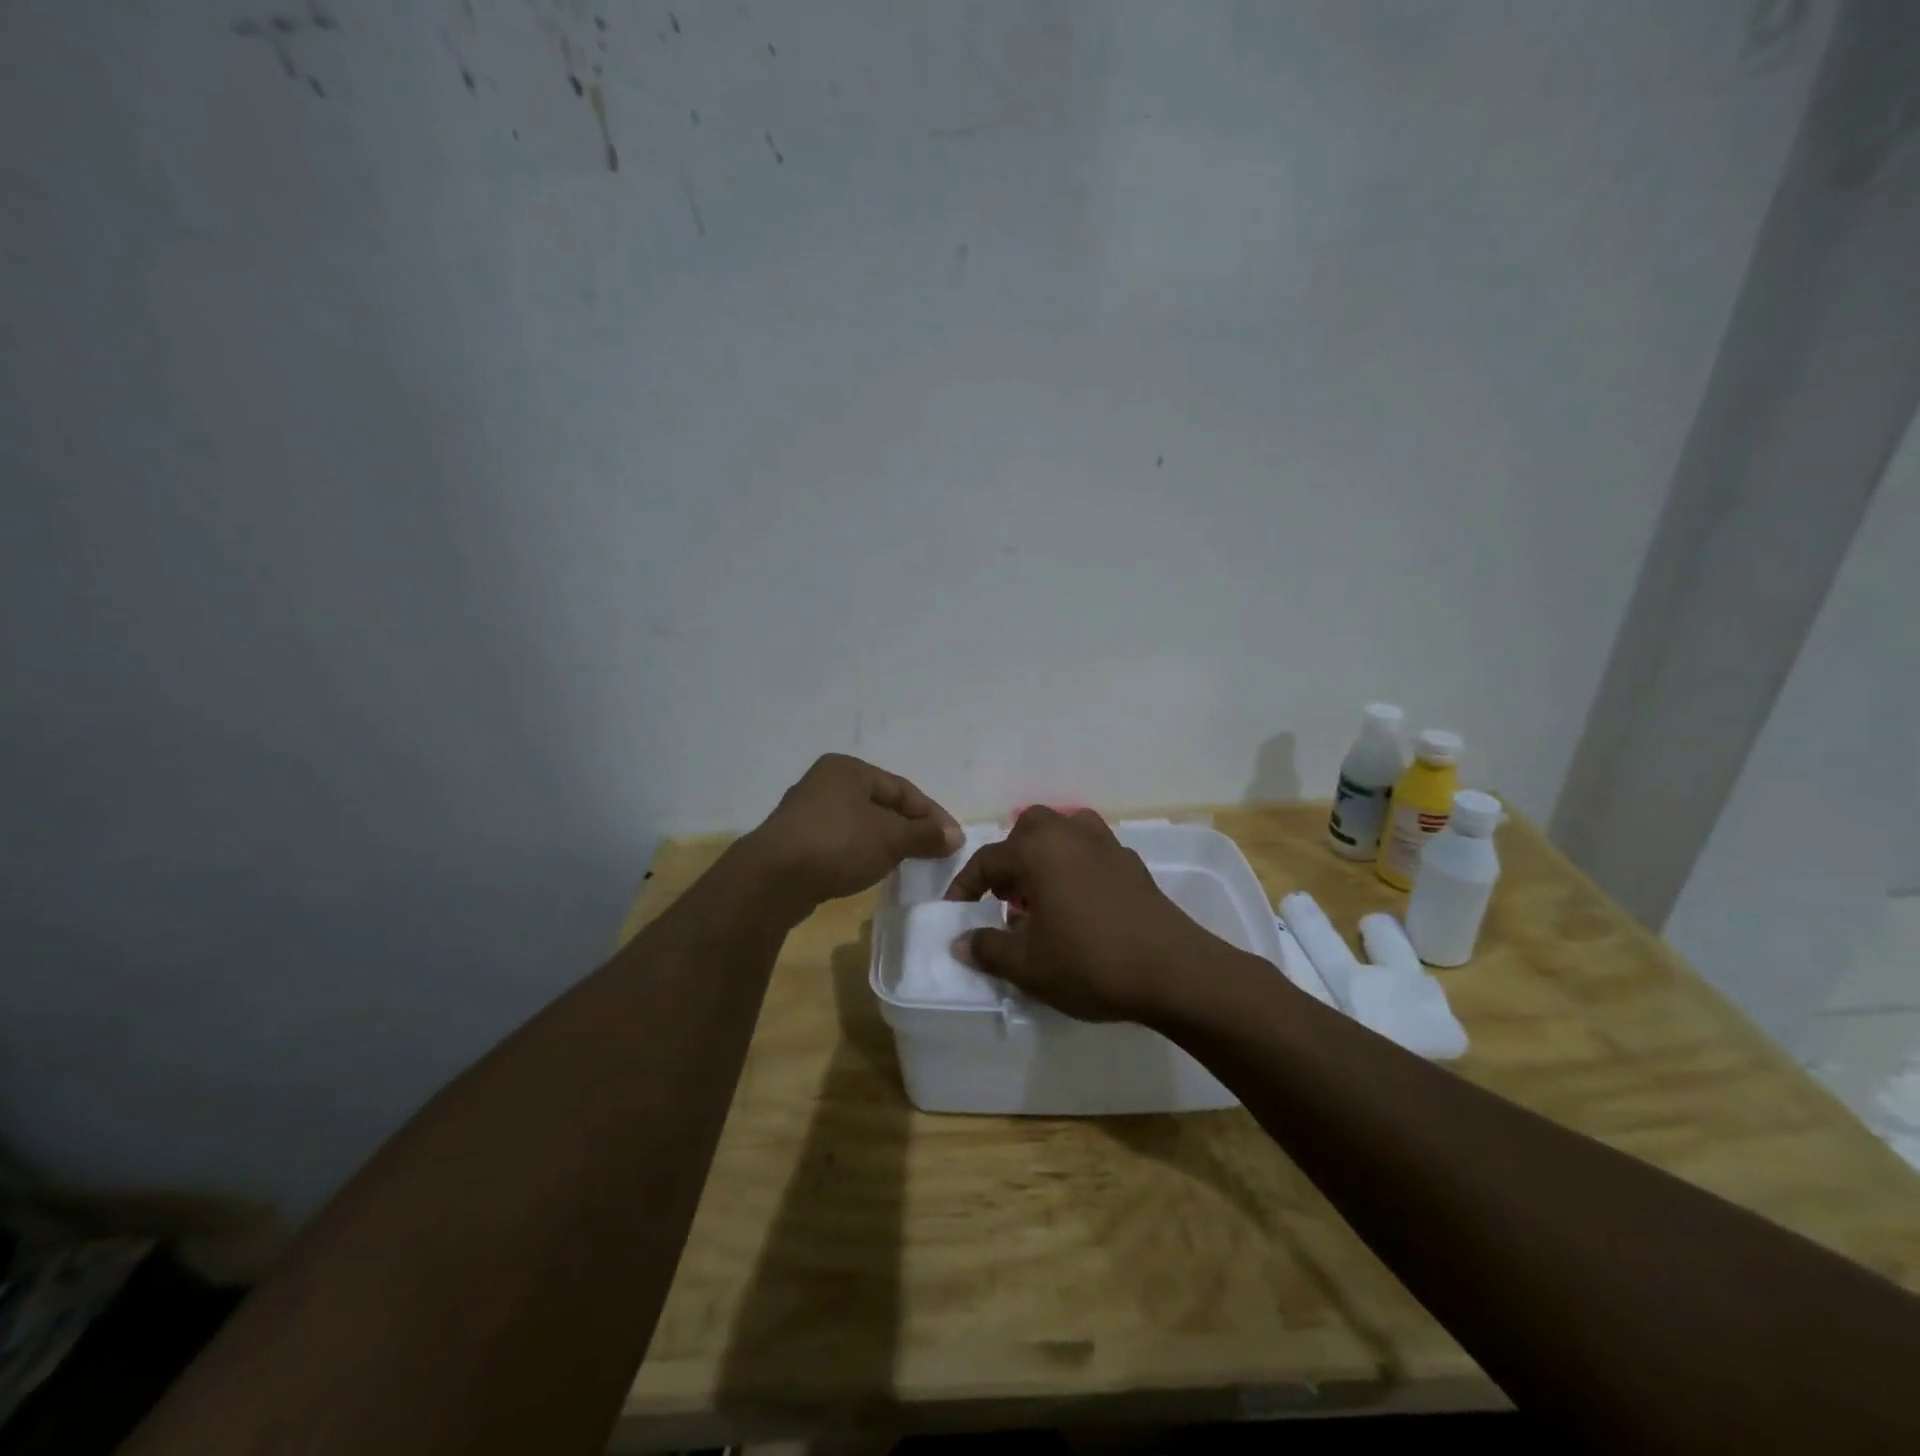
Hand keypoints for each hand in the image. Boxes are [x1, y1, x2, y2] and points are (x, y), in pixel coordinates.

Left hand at [745, 754, 962, 908]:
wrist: (773, 880)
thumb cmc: (838, 844)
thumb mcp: (890, 838)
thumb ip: (925, 835)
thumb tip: (956, 837)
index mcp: (847, 769)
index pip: (902, 788)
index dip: (931, 814)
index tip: (953, 840)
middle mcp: (825, 783)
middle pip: (881, 805)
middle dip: (909, 827)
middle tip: (933, 851)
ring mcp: (807, 813)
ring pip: (860, 824)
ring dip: (886, 842)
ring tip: (907, 863)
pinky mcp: (796, 842)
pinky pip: (841, 842)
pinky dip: (862, 853)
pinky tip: (872, 870)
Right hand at [944, 808, 1219, 1023]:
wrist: (1173, 971)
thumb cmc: (1089, 962)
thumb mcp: (1028, 965)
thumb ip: (988, 949)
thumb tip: (961, 942)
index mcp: (1038, 850)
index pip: (988, 860)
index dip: (966, 886)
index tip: (956, 912)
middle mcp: (1070, 834)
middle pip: (1028, 832)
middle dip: (1010, 860)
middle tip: (1004, 897)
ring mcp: (1106, 845)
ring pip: (1063, 834)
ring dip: (1044, 858)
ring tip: (1040, 897)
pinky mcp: (1132, 864)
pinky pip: (1090, 852)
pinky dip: (1074, 867)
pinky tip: (1079, 905)